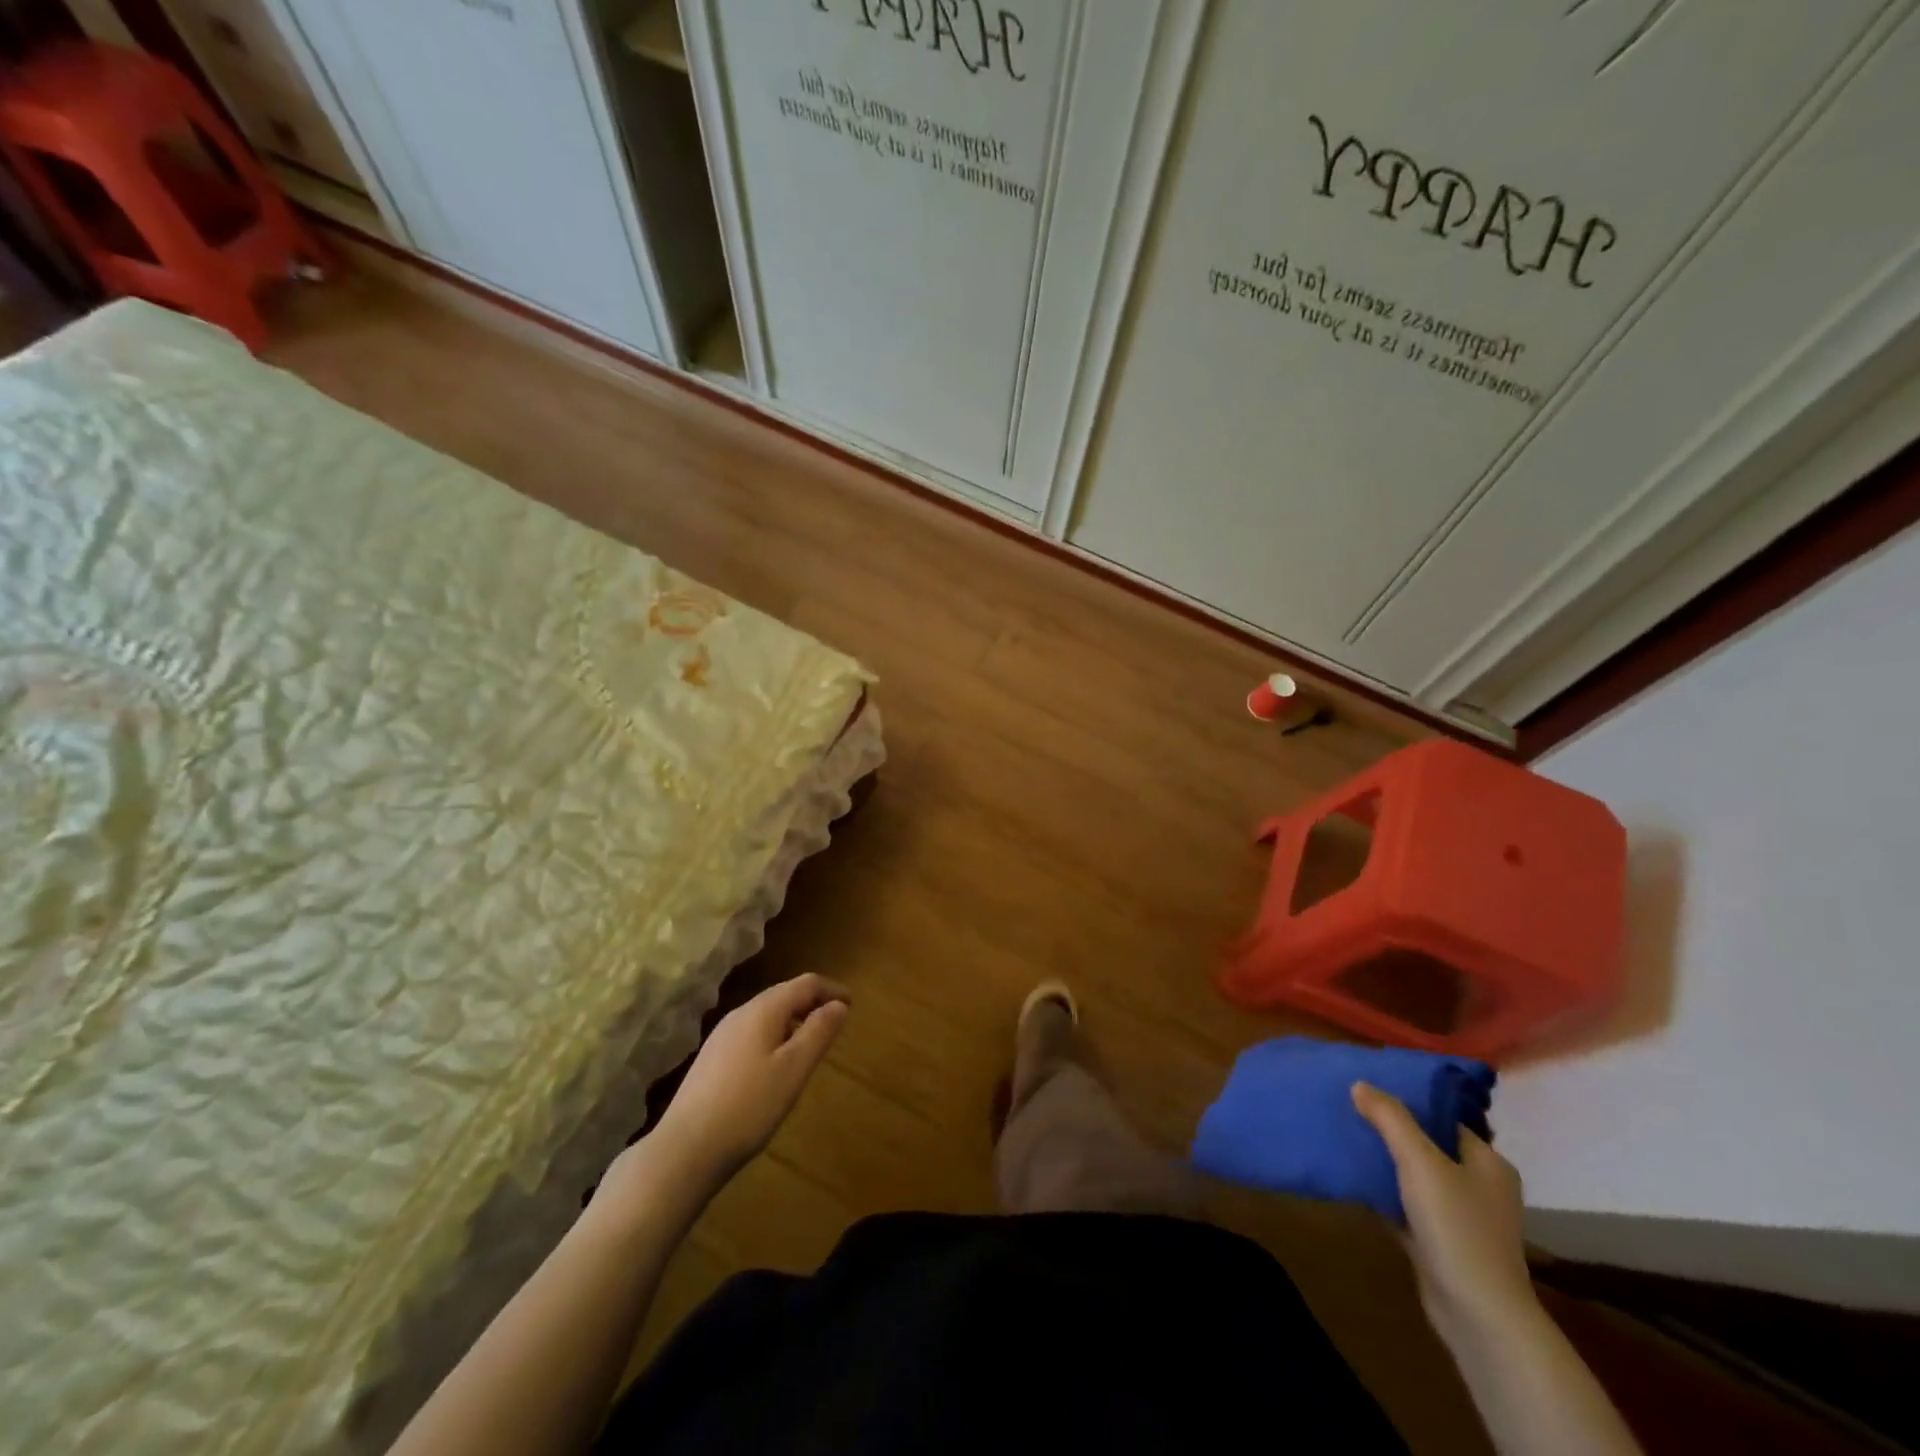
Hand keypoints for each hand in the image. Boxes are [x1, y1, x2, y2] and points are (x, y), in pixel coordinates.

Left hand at [646, 975, 849, 1186]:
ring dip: (794, 1020)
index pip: (805, 984)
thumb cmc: (749, 1106)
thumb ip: (818, 1032)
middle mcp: (740, 1014)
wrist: (686, 1149)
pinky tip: (778, 1063)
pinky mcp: (712, 1058)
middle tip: (836, 1021)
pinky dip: (775, 1035)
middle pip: (784, 994)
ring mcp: (722, 1036)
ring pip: (767, 1014)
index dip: (831, 989)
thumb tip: (839, 1005)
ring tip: (812, 1042)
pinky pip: (753, 1032)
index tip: (852, 1004)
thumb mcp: (794, 1069)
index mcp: (763, 1010)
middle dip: (812, 1002)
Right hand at [1351, 1082, 1536, 1345]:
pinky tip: (1353, 1180)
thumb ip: (1390, 1118)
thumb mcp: (1420, 1162)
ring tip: (1345, 1138)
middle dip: (1390, 1131)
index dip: (1408, 1101)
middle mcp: (1479, 1186)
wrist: (1477, 1315)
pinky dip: (1383, 1193)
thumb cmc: (1457, 1226)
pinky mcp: (1440, 1243)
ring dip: (1384, 1162)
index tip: (1369, 1089)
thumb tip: (1360, 1084)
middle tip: (1350, 1110)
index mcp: (1487, 1162)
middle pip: (1427, 1146)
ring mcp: (1461, 1217)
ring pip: (1414, 1177)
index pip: (1444, 1117)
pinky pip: (1406, 1206)